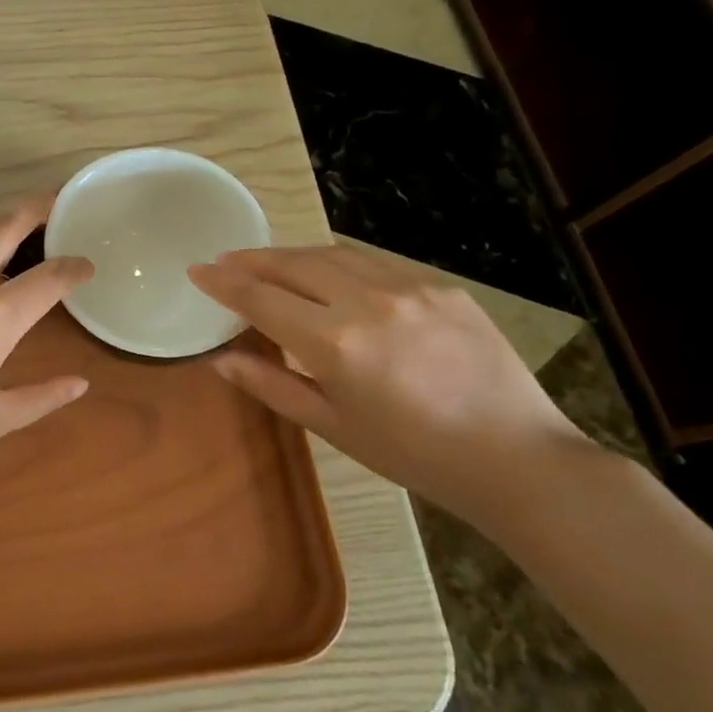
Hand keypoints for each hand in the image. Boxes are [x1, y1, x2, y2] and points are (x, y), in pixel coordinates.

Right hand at [188, 244, 590, 525]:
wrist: (516, 457)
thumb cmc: (413, 454)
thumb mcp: (332, 427)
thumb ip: (271, 385)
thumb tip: (221, 359)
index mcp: (335, 343)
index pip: (260, 298)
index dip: (223, 282)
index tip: (197, 269)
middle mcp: (367, 302)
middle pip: (293, 264)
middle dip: (252, 260)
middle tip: (226, 261)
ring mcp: (410, 288)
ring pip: (333, 254)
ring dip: (293, 255)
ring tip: (270, 263)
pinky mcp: (441, 286)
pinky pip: (376, 262)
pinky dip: (341, 262)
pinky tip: (332, 275)